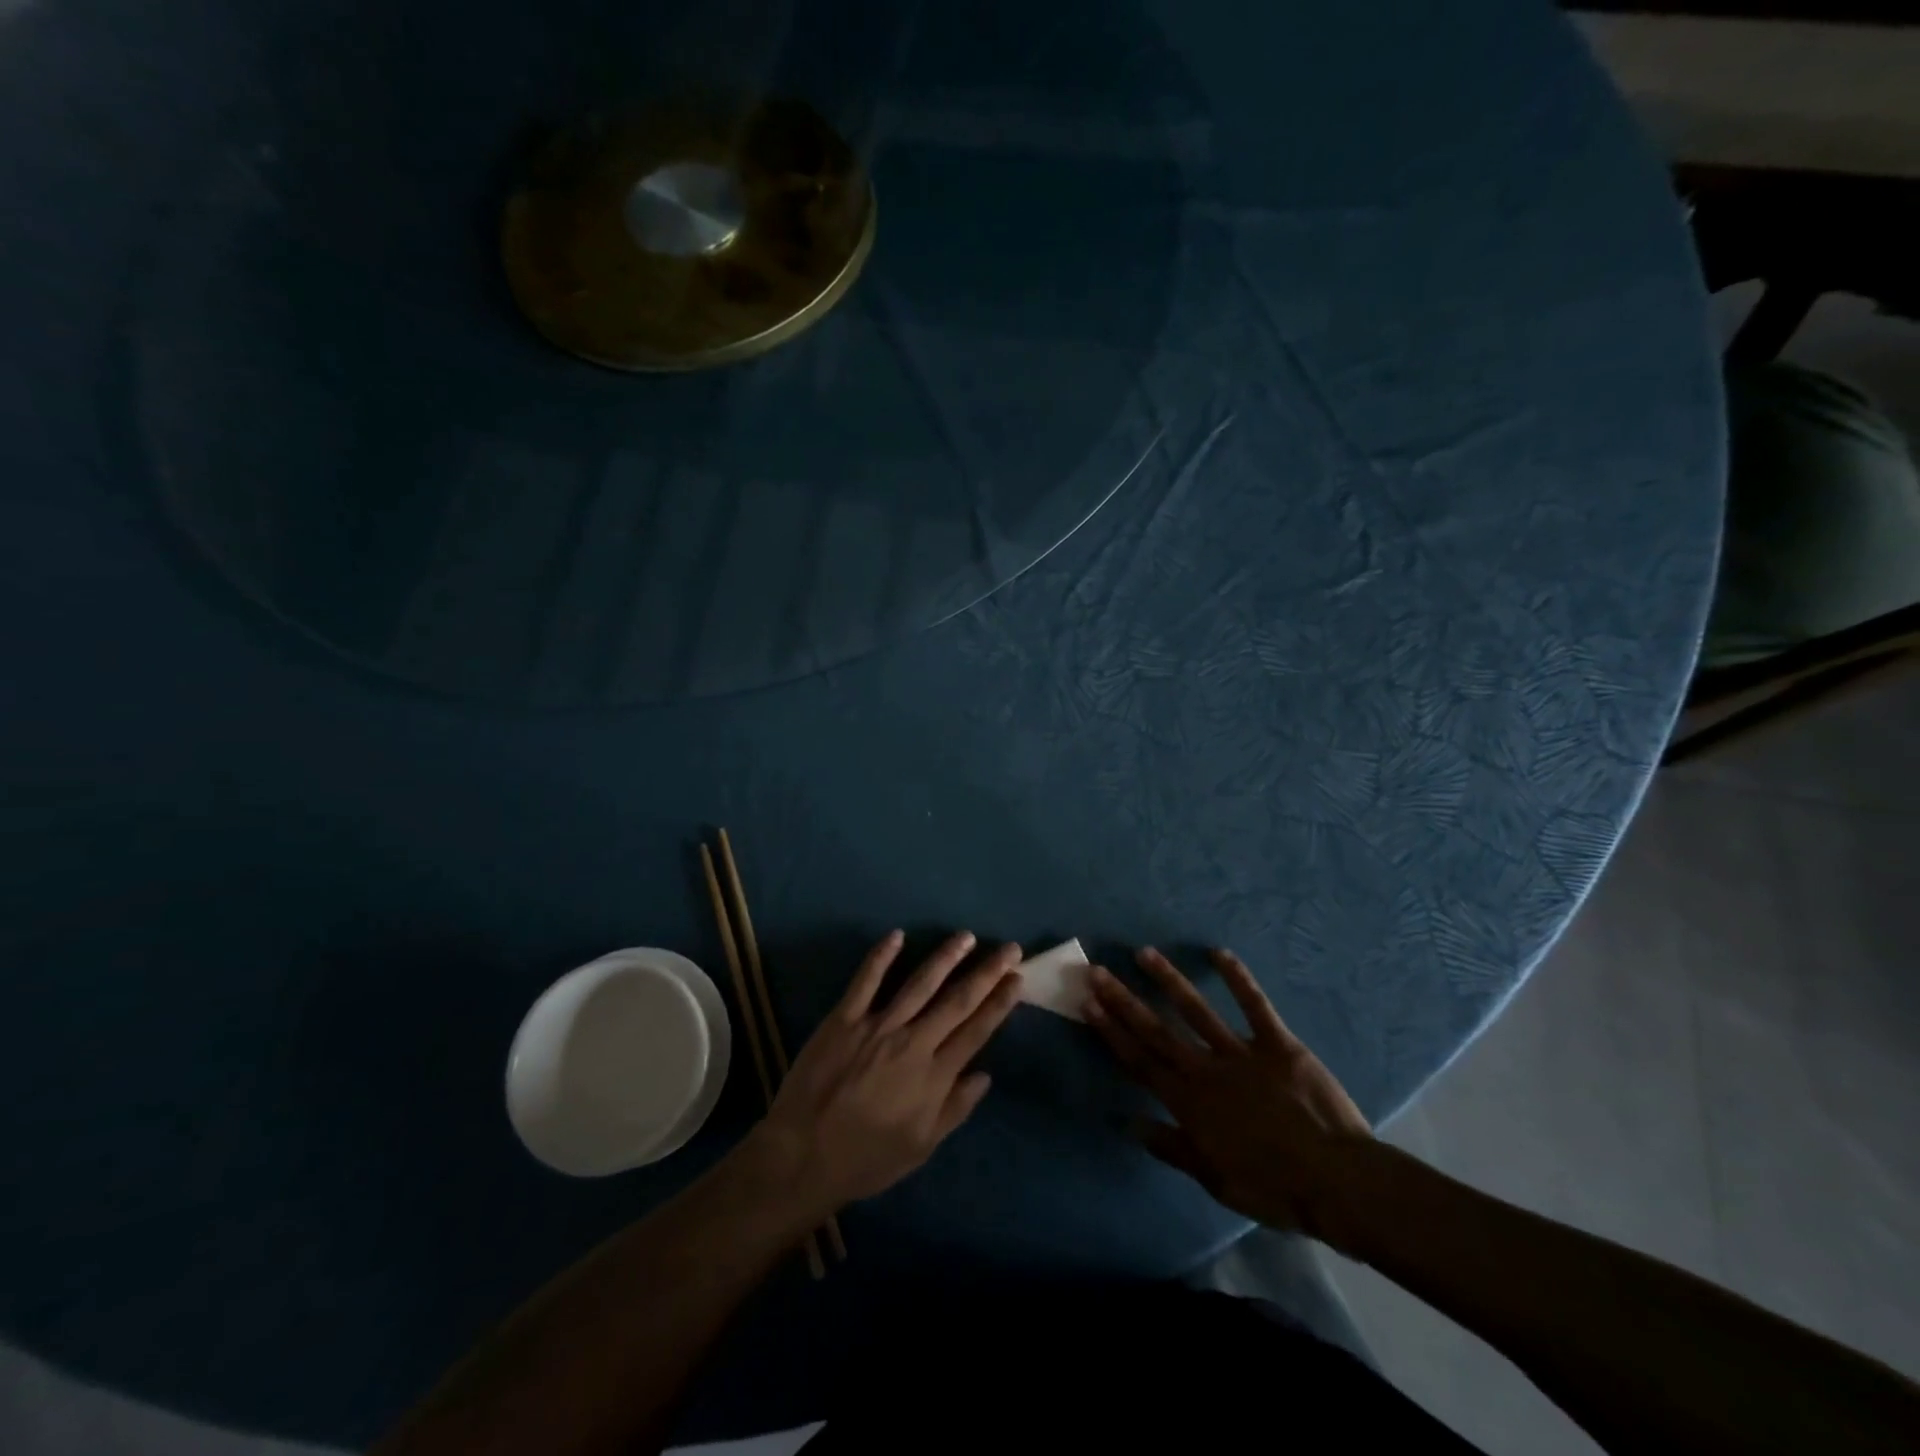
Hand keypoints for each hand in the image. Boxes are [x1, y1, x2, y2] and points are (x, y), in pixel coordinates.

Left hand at [749, 931, 1022, 1214]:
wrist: (803, 1157)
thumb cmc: (866, 1158)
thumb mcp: (920, 1147)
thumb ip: (954, 1109)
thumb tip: (985, 1075)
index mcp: (934, 1076)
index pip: (976, 1030)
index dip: (999, 1003)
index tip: (1017, 979)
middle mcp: (912, 1043)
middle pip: (957, 1001)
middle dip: (987, 972)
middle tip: (1010, 948)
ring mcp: (877, 1026)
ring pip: (919, 984)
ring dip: (946, 957)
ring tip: (967, 936)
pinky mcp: (844, 1019)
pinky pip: (866, 981)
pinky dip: (881, 956)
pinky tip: (897, 935)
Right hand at [1085, 947, 1371, 1238]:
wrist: (1336, 1182)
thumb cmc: (1273, 1188)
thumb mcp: (1214, 1180)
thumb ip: (1170, 1147)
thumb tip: (1127, 1122)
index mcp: (1188, 1103)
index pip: (1140, 1061)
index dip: (1112, 1031)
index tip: (1089, 1003)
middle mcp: (1205, 1070)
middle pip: (1157, 1030)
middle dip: (1124, 1000)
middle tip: (1098, 971)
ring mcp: (1241, 1053)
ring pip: (1196, 1010)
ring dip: (1168, 980)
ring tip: (1144, 953)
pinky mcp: (1278, 1044)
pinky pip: (1255, 1006)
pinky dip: (1238, 978)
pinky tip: (1218, 953)